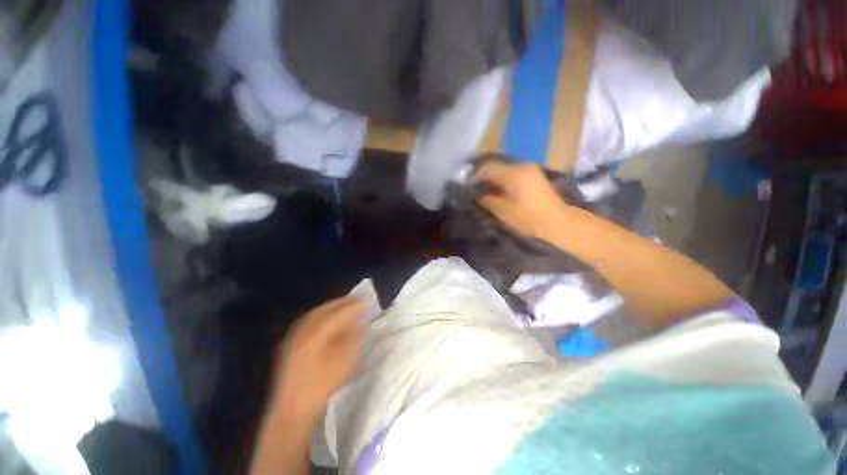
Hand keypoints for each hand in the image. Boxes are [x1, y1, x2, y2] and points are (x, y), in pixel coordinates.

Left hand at [268, 296, 367, 422]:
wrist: (292, 410)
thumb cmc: (322, 386)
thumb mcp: (344, 361)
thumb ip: (353, 336)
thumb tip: (359, 320)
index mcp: (315, 333)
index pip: (339, 312)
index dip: (355, 305)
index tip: (369, 300)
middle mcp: (302, 329)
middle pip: (326, 308)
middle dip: (344, 302)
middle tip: (360, 299)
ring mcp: (293, 334)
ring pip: (317, 312)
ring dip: (334, 306)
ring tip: (348, 305)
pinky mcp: (290, 341)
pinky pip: (310, 319)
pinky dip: (324, 314)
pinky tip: (331, 317)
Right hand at [474, 161, 571, 240]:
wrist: (558, 223)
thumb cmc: (528, 218)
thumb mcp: (502, 211)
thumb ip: (486, 199)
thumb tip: (476, 194)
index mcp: (513, 174)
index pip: (487, 168)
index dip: (474, 177)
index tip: (467, 188)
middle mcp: (522, 166)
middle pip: (496, 166)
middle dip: (483, 176)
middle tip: (473, 189)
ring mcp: (530, 169)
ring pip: (504, 169)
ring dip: (493, 178)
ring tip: (484, 190)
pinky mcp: (534, 175)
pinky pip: (512, 173)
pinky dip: (502, 179)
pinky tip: (498, 190)